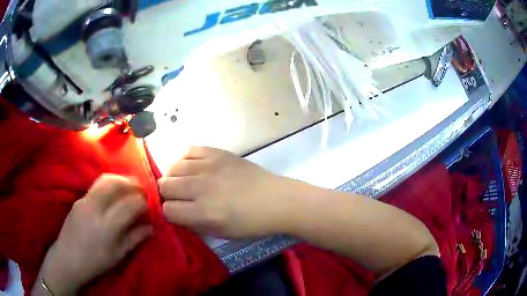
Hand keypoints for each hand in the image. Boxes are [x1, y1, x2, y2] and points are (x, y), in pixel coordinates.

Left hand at [36, 175, 152, 295]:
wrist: (68, 259)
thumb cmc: (96, 261)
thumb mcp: (118, 255)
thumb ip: (135, 238)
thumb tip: (151, 227)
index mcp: (107, 226)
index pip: (130, 204)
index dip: (142, 202)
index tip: (148, 205)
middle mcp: (95, 208)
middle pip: (115, 183)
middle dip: (131, 182)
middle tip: (140, 189)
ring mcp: (84, 200)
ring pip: (104, 179)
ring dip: (119, 179)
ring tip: (127, 187)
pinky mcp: (78, 199)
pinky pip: (96, 186)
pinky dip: (108, 185)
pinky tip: (111, 195)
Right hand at [159, 146, 292, 237]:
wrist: (276, 200)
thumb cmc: (251, 223)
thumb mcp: (221, 233)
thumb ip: (194, 224)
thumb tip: (175, 213)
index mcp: (203, 213)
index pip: (168, 209)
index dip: (170, 213)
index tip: (176, 212)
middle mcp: (201, 187)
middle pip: (165, 185)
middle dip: (167, 194)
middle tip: (179, 197)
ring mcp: (209, 166)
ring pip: (173, 167)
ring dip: (174, 177)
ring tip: (185, 182)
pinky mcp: (217, 153)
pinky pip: (189, 150)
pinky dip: (186, 160)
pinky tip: (193, 168)